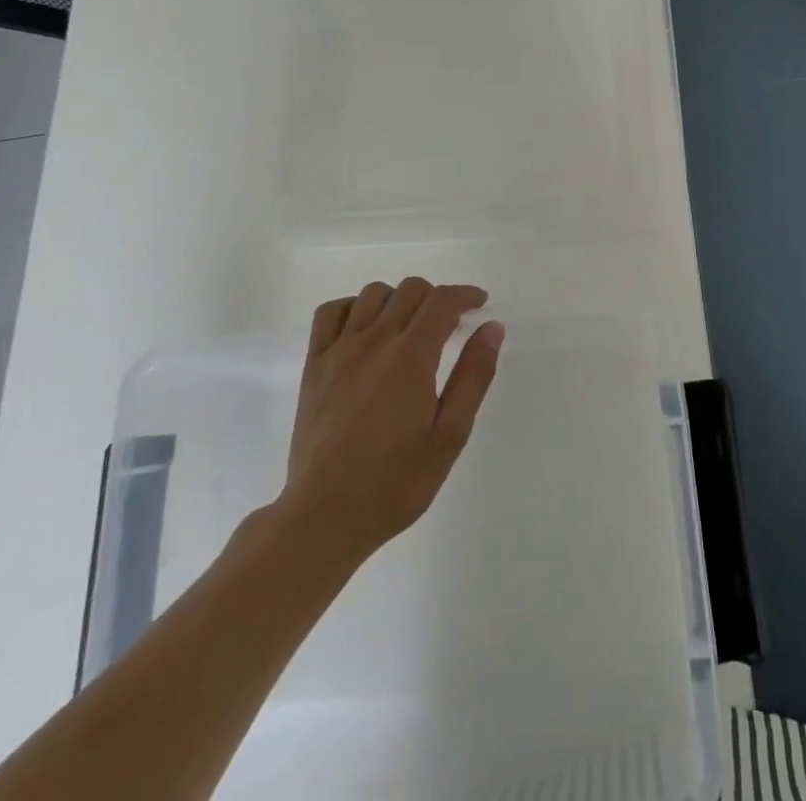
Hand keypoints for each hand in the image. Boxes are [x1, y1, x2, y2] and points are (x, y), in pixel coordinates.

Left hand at [278, 278, 503, 562]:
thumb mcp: (450, 435)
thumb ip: (473, 376)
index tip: (479, 303)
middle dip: (437, 297)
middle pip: (410, 290)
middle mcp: (375, 341)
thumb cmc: (396, 482)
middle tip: (449, 324)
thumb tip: (492, 328)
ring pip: (373, 294)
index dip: (466, 295)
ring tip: (409, 327)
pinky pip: (331, 312)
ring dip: (398, 299)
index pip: (443, 301)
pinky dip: (353, 307)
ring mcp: (339, 350)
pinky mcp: (313, 365)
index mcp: (411, 357)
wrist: (325, 516)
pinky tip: (365, 329)